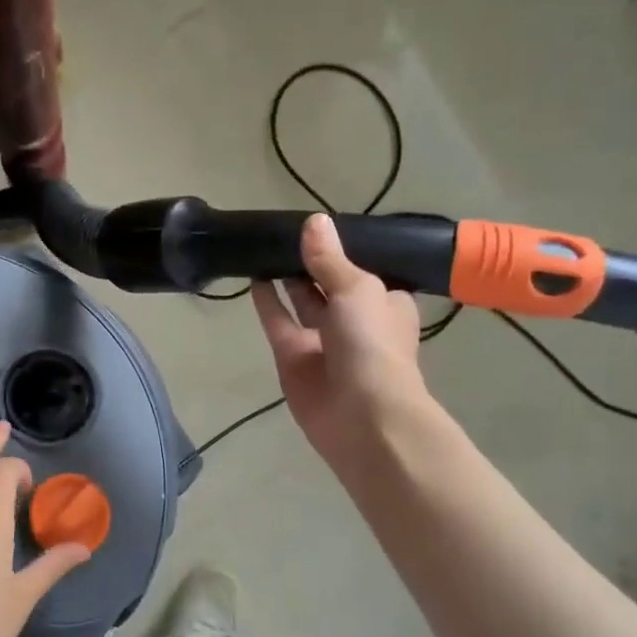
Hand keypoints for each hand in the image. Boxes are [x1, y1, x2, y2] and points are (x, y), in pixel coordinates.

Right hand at [252, 214, 433, 482]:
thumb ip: (329, 259)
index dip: (342, 249)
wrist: (361, 415)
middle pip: (328, 284)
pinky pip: (278, 323)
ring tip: (264, 248)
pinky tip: (253, 277)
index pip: (363, 269)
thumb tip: (313, 221)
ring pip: (301, 303)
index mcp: (384, 302)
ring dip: (286, 279)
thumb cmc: (372, 344)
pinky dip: (267, 303)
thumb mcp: (357, 290)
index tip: (318, 225)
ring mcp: (322, 341)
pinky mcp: (293, 358)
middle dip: (309, 262)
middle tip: (282, 231)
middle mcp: (354, 320)